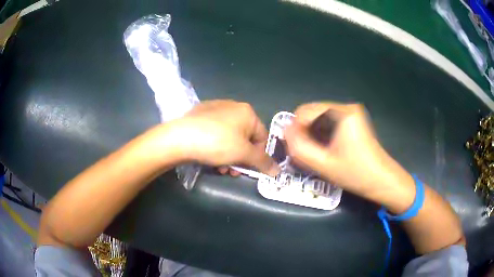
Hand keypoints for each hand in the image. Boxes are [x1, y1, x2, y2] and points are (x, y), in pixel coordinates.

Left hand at [157, 100, 278, 175]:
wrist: (180, 137)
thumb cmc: (217, 143)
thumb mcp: (243, 154)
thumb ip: (263, 162)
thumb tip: (278, 171)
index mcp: (247, 112)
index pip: (262, 137)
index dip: (258, 157)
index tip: (248, 170)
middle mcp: (233, 106)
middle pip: (245, 138)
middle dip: (241, 159)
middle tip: (232, 172)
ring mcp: (215, 109)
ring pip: (230, 137)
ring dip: (229, 156)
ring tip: (219, 168)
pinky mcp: (200, 115)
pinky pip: (216, 133)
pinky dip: (217, 146)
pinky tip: (209, 157)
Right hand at [284, 102, 413, 203]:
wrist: (382, 180)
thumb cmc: (355, 174)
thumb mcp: (323, 164)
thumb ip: (299, 148)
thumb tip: (285, 132)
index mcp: (341, 113)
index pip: (304, 111)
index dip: (294, 129)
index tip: (294, 148)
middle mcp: (346, 107)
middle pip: (312, 112)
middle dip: (304, 131)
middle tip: (304, 152)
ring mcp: (351, 112)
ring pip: (319, 117)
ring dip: (312, 133)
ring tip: (314, 152)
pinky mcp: (354, 119)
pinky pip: (329, 121)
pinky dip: (322, 133)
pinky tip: (325, 148)